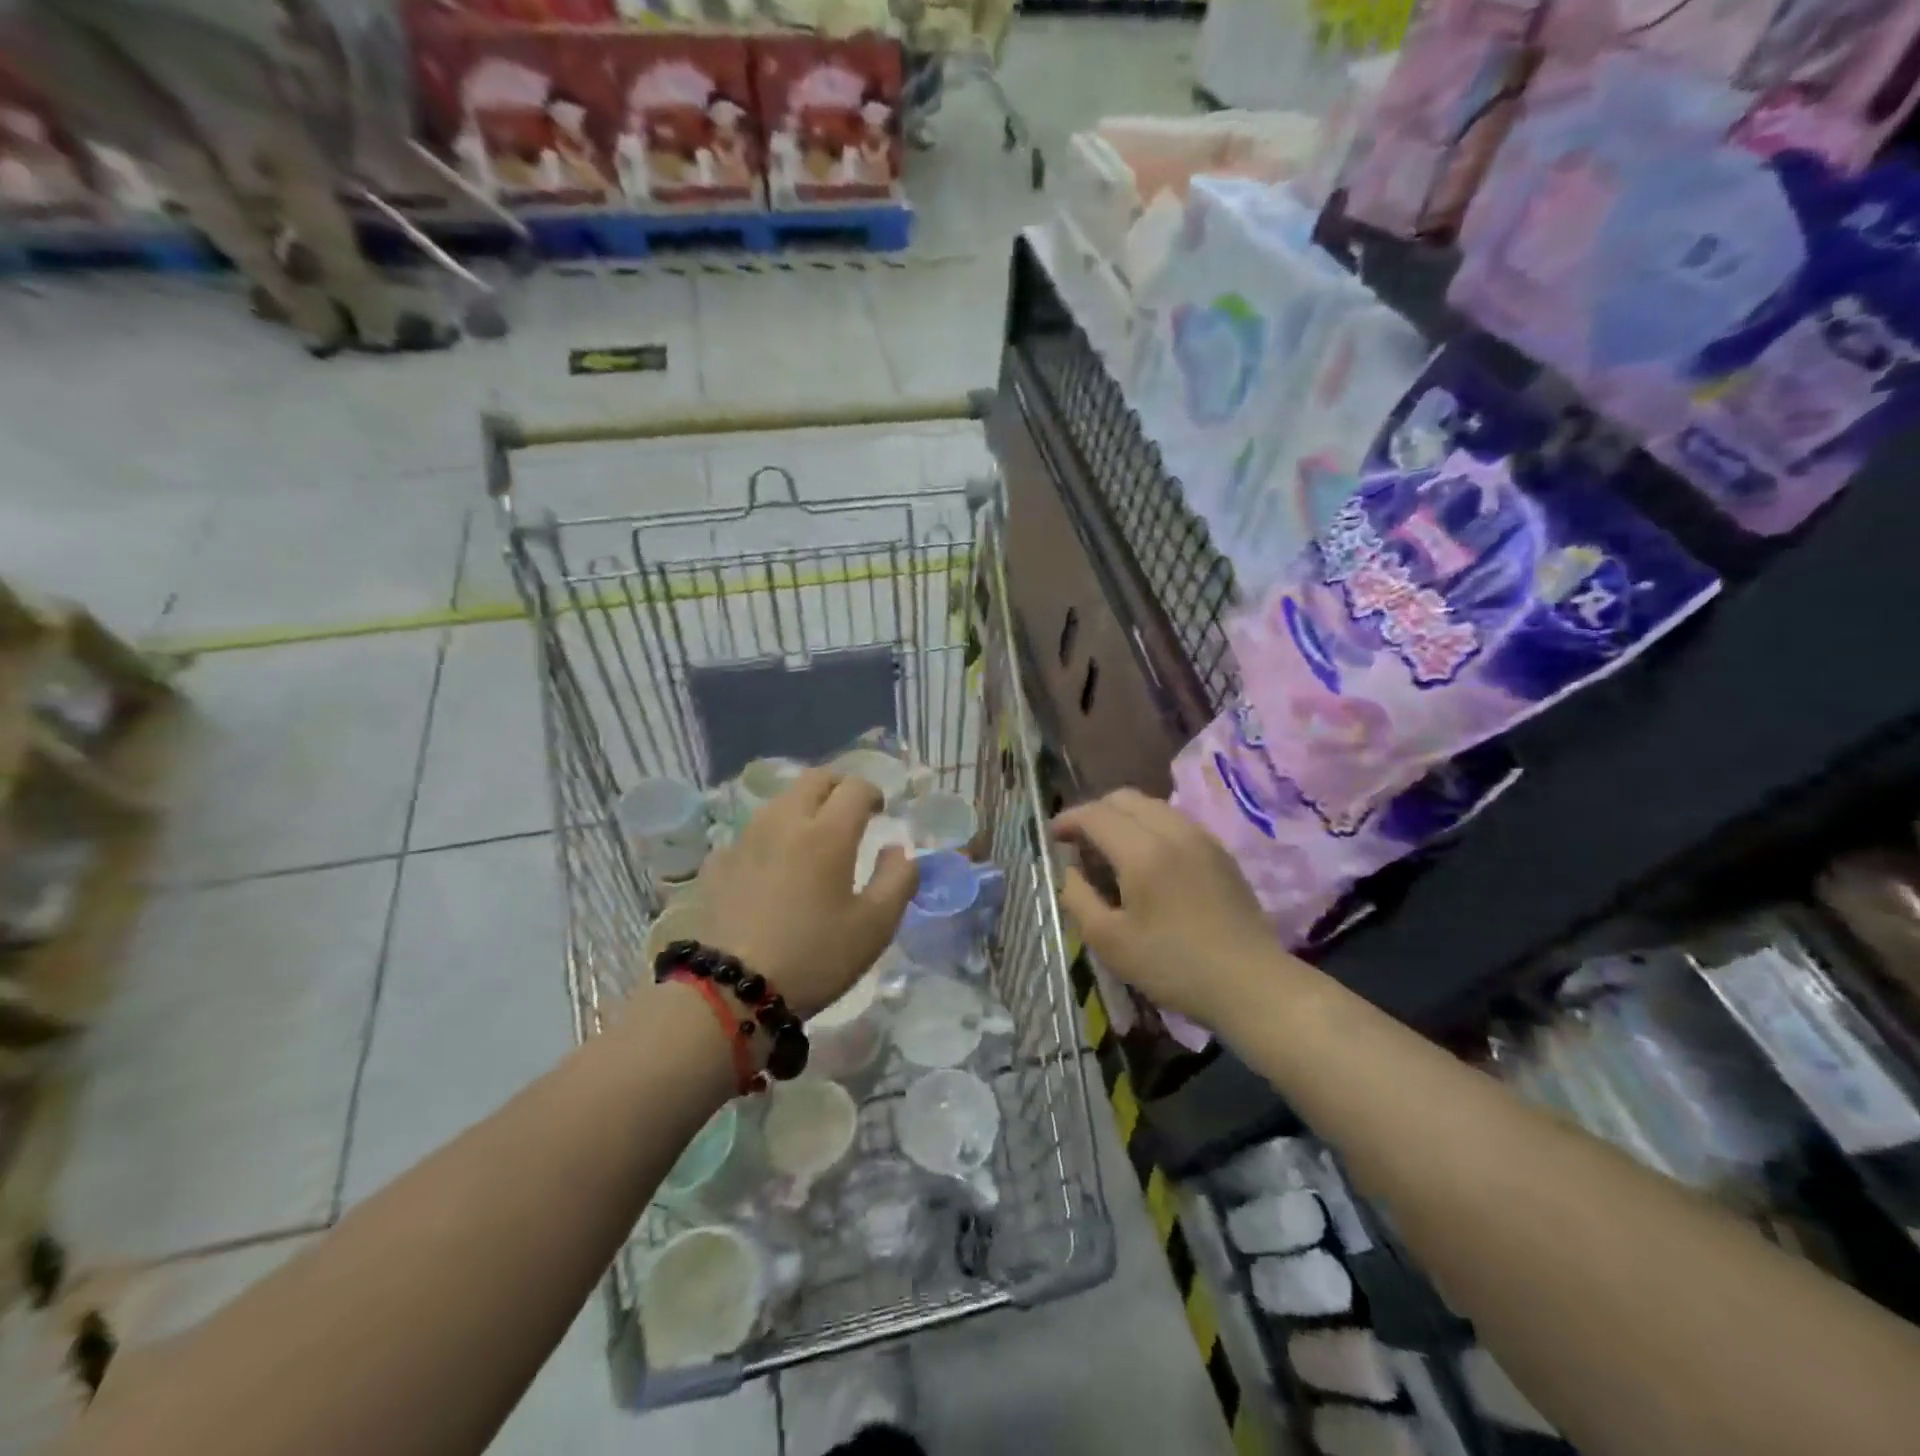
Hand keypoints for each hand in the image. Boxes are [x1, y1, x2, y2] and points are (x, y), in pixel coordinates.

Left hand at [691, 768, 917, 1018]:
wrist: (732, 989)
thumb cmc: (814, 956)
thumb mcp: (875, 926)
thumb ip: (898, 880)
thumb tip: (899, 850)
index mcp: (827, 832)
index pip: (855, 787)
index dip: (874, 793)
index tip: (881, 812)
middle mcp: (785, 821)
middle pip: (814, 779)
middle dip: (838, 787)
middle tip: (851, 812)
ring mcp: (746, 839)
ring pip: (780, 801)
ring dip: (804, 805)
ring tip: (814, 836)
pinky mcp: (719, 862)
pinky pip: (751, 832)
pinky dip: (771, 836)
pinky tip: (773, 864)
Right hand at [1052, 789, 1279, 1027]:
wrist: (1252, 984)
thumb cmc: (1173, 965)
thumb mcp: (1110, 941)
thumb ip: (1078, 898)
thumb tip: (1068, 870)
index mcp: (1142, 850)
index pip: (1095, 814)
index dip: (1067, 820)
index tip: (1051, 837)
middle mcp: (1172, 830)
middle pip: (1124, 798)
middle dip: (1094, 813)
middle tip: (1078, 843)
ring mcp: (1201, 838)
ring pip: (1151, 806)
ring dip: (1123, 818)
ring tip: (1110, 851)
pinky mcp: (1219, 852)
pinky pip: (1174, 821)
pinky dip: (1149, 827)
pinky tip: (1146, 861)